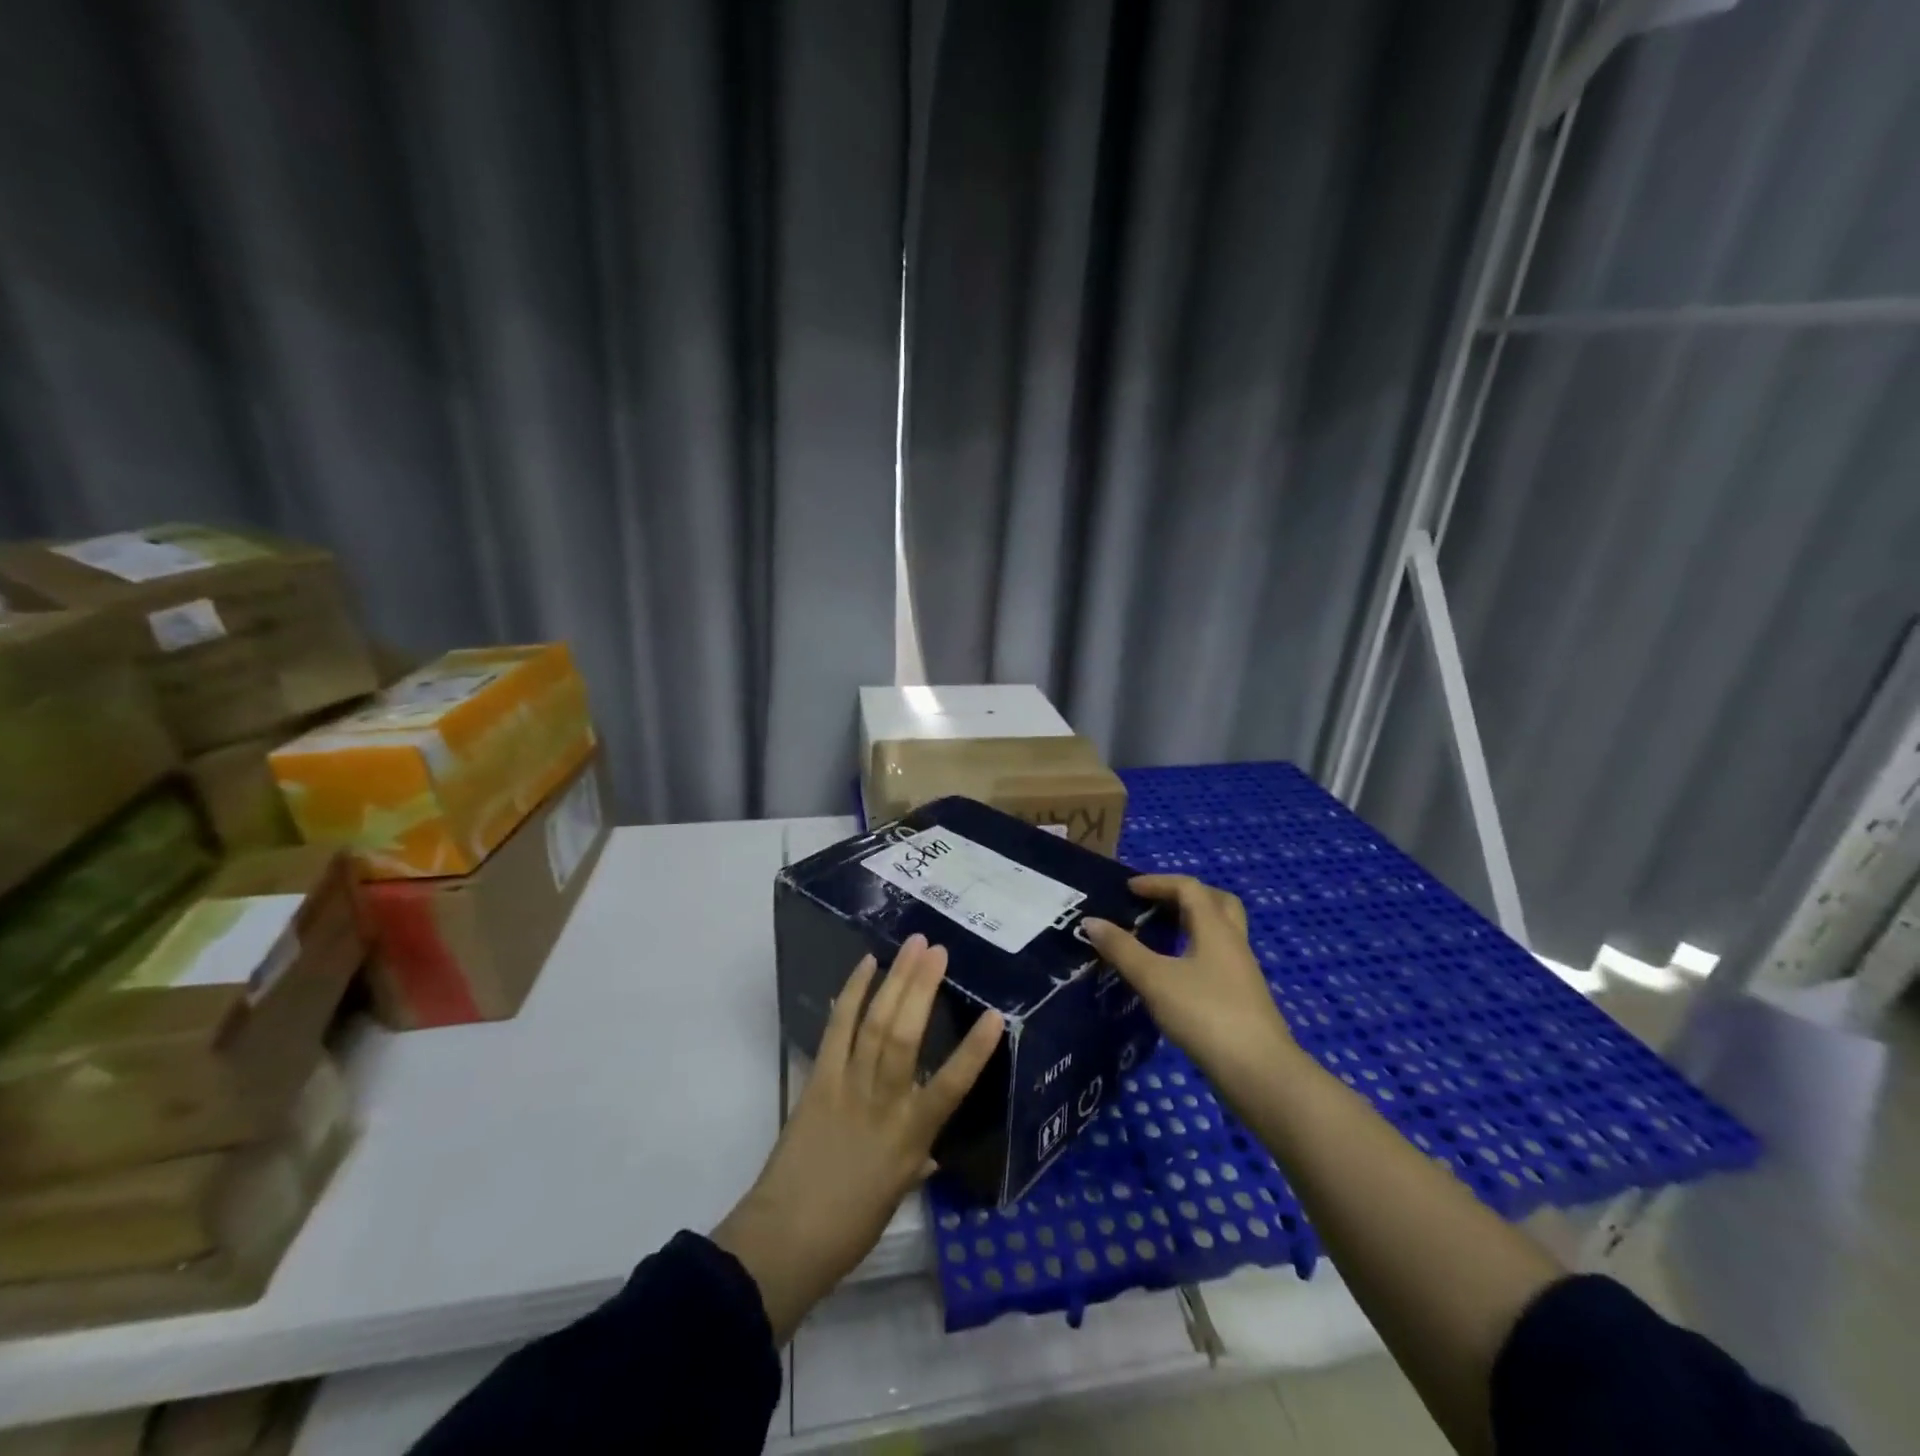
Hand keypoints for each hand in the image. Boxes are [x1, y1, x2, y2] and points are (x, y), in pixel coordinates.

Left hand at [713, 934, 1002, 1342]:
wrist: (784, 1240)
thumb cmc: (850, 1226)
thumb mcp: (897, 1194)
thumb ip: (918, 1159)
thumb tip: (934, 1146)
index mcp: (911, 1138)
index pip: (952, 1087)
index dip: (975, 1051)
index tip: (996, 1015)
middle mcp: (883, 1104)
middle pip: (905, 1037)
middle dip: (923, 988)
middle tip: (939, 950)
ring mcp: (848, 1087)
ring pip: (875, 1024)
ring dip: (894, 980)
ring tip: (912, 946)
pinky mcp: (819, 1079)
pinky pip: (837, 1029)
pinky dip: (851, 994)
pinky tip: (866, 965)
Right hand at [1084, 875, 1294, 1084]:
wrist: (1258, 1071)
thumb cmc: (1205, 1014)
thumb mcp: (1154, 979)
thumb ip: (1122, 949)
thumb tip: (1091, 921)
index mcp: (1215, 928)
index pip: (1188, 888)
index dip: (1157, 882)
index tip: (1129, 889)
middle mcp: (1233, 942)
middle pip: (1216, 902)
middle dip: (1184, 896)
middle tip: (1155, 905)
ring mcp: (1242, 971)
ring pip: (1220, 932)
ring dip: (1191, 925)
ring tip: (1159, 937)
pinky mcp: (1243, 997)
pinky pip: (1218, 958)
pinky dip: (1195, 952)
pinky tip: (1175, 974)